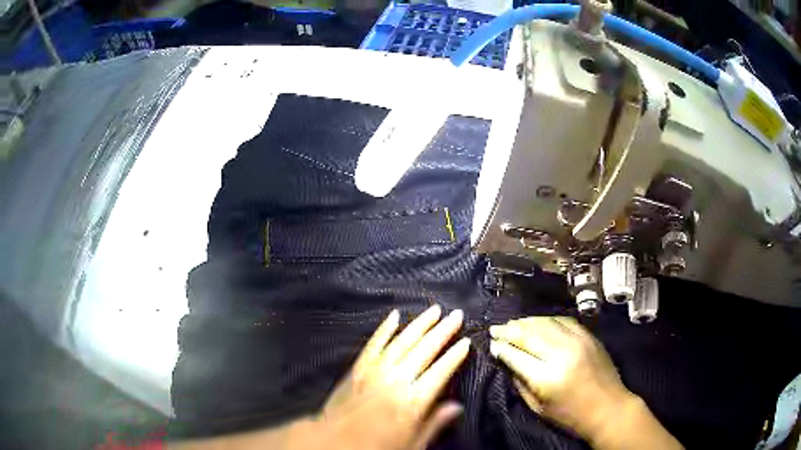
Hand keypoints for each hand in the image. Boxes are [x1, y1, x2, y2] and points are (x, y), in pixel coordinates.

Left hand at [314, 305, 470, 449]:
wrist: (333, 442)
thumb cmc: (376, 447)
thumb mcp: (412, 444)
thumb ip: (435, 424)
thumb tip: (456, 407)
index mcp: (412, 402)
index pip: (440, 372)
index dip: (455, 356)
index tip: (466, 342)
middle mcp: (395, 381)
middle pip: (424, 350)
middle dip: (442, 331)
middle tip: (456, 315)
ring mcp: (374, 371)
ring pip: (401, 342)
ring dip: (419, 324)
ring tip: (434, 310)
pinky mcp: (357, 368)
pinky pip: (374, 343)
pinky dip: (385, 328)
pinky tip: (394, 315)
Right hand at [489, 316, 632, 440]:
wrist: (609, 408)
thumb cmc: (571, 416)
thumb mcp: (539, 408)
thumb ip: (521, 384)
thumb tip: (508, 362)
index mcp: (547, 377)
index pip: (516, 355)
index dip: (501, 348)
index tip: (491, 343)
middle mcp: (562, 354)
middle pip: (529, 334)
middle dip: (509, 330)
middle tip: (495, 328)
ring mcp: (578, 341)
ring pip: (546, 323)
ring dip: (526, 321)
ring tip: (513, 323)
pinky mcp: (589, 336)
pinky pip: (564, 320)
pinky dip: (547, 320)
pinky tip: (538, 322)